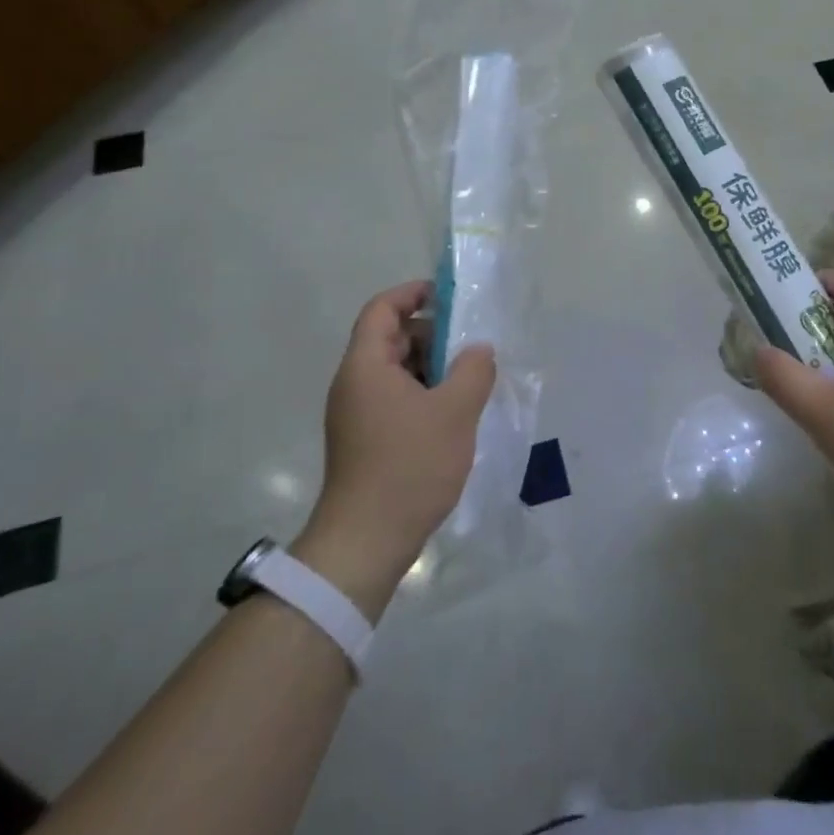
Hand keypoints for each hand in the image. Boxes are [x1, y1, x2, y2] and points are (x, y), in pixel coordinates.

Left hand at [292, 280, 495, 619]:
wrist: (367, 540)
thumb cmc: (409, 466)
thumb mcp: (454, 412)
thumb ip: (473, 370)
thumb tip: (479, 350)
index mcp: (366, 366)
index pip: (382, 309)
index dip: (413, 294)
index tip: (449, 297)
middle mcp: (354, 384)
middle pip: (389, 339)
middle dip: (431, 335)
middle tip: (470, 348)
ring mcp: (356, 414)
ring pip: (395, 372)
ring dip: (431, 368)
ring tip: (468, 383)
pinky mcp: (364, 440)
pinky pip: (394, 400)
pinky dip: (423, 395)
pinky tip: (453, 416)